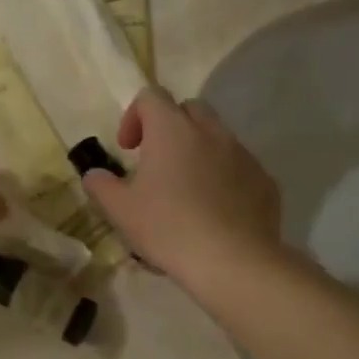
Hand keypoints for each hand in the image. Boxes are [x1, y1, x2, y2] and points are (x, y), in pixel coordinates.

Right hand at [80, 86, 281, 291]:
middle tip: (156, 161)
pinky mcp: (264, 180)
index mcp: (172, 129)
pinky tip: (215, 210)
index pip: (151, 96)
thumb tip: (94, 175)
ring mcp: (242, 154)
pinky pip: (239, 166)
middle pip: (189, 108)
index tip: (128, 148)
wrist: (234, 262)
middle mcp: (210, 131)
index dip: (134, 116)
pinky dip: (224, 176)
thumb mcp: (121, 210)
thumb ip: (101, 185)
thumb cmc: (169, 228)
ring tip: (186, 189)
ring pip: (217, 137)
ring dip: (198, 151)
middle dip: (170, 127)